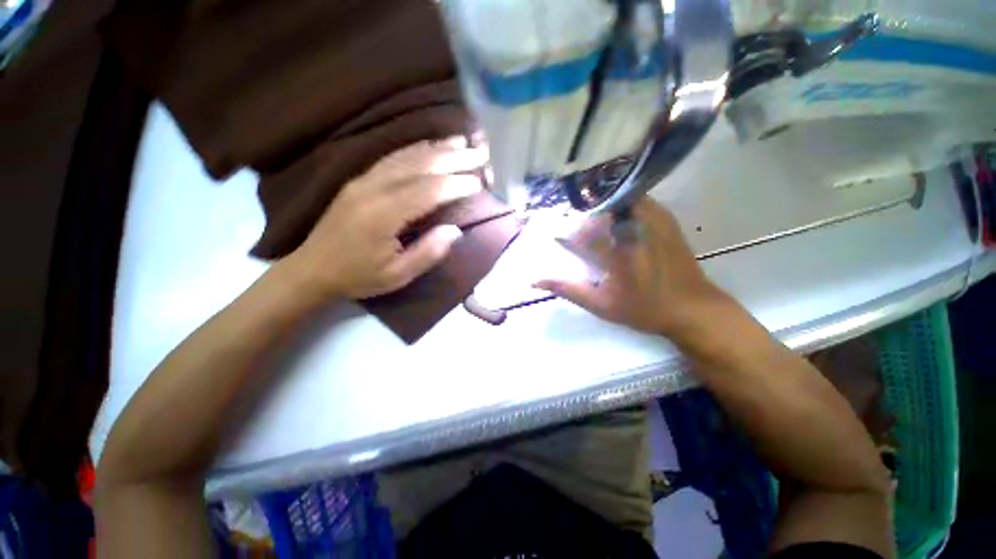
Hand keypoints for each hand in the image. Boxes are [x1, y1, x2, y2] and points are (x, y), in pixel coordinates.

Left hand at [280, 137, 486, 300]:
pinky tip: (430, 145)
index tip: (479, 182)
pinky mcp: (359, 179)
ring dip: (437, 147)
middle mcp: (373, 189)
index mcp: (383, 215)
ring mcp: (363, 180)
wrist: (312, 268)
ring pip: (406, 156)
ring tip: (462, 141)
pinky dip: (415, 148)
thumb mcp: (397, 275)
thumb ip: (428, 253)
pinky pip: (391, 157)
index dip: (455, 184)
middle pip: (420, 166)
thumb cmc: (358, 276)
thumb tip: (455, 230)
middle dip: (453, 158)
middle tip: (479, 154)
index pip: (428, 191)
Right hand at [535, 197, 727, 338]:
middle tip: (573, 219)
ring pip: (620, 197)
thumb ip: (568, 289)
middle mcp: (633, 231)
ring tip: (592, 214)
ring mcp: (652, 221)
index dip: (564, 228)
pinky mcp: (665, 219)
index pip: (580, 229)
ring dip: (602, 203)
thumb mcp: (601, 305)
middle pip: (600, 205)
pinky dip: (621, 203)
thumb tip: (535, 281)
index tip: (556, 232)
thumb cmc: (644, 309)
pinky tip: (615, 217)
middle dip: (583, 209)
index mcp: (614, 252)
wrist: (693, 309)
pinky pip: (638, 200)